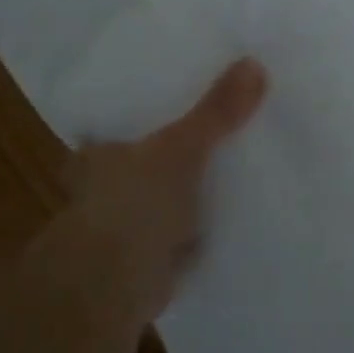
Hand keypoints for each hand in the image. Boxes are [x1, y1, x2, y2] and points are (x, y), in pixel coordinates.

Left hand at [55, 58, 266, 326]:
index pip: (124, 117)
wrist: (113, 288)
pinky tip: (235, 206)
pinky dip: (203, 220)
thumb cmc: (132, 205)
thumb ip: (215, 111)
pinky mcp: (149, 254)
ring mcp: (127, 222)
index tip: (186, 90)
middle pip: (151, 154)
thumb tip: (254, 63)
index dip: (152, 105)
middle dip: (180, 145)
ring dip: (192, 184)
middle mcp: (105, 185)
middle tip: (225, 120)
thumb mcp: (179, 148)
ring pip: (167, 190)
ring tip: (238, 157)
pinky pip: (183, 226)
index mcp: (99, 152)